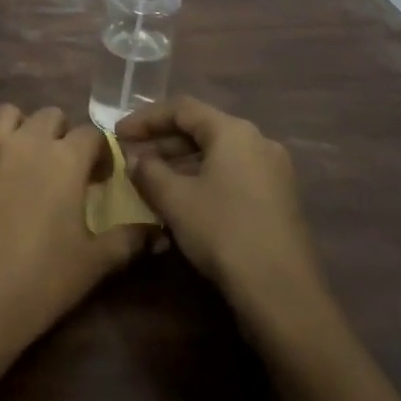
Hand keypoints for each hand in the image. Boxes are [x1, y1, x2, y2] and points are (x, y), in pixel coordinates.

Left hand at [0, 104, 147, 373]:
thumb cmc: (37, 283)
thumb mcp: (93, 265)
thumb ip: (129, 240)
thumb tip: (158, 233)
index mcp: (64, 159)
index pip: (91, 134)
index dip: (99, 153)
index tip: (98, 178)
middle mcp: (25, 140)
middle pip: (50, 115)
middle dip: (60, 135)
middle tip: (59, 169)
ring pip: (8, 115)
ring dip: (20, 130)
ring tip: (21, 162)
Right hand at [120, 97, 324, 312]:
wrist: (282, 292)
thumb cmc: (224, 232)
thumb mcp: (176, 200)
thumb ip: (149, 172)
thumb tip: (135, 159)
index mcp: (234, 131)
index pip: (182, 108)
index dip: (145, 118)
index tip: (118, 133)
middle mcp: (257, 140)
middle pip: (202, 128)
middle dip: (163, 141)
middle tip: (131, 156)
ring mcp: (273, 170)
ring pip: (218, 153)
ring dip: (181, 161)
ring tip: (151, 178)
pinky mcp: (278, 197)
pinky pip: (233, 173)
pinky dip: (203, 177)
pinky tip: (183, 199)